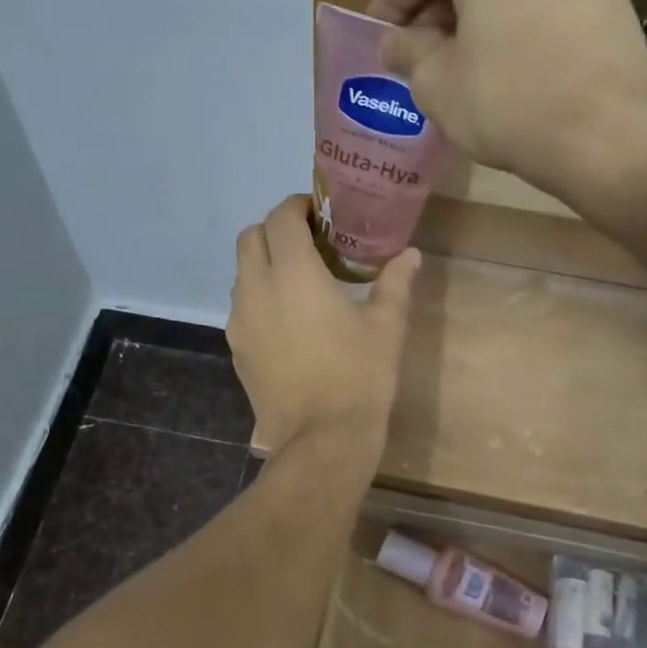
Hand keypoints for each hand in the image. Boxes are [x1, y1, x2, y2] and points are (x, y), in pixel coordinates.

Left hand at [229, 196, 419, 457]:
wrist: (321, 440)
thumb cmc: (359, 376)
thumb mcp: (386, 326)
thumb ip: (395, 282)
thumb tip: (410, 254)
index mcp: (292, 273)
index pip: (281, 218)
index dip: (297, 207)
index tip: (320, 214)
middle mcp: (256, 289)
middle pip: (250, 238)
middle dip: (275, 230)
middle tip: (309, 243)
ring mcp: (240, 321)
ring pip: (242, 274)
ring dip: (264, 264)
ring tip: (299, 282)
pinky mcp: (236, 349)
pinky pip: (242, 308)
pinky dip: (259, 298)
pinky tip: (288, 321)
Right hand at [367, 0, 646, 202]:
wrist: (609, 137)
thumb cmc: (508, 102)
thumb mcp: (436, 83)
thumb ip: (408, 51)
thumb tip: (395, 41)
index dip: (388, 2)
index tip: (377, 37)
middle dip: (436, 10)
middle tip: (416, 54)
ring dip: (478, 16)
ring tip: (461, 63)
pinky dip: (518, 23)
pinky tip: (508, 64)